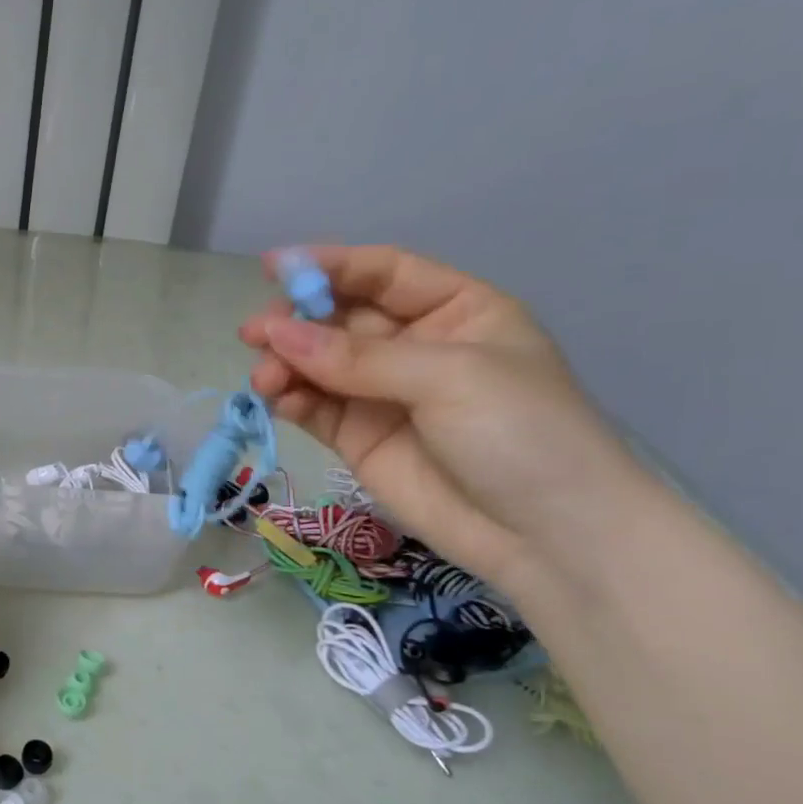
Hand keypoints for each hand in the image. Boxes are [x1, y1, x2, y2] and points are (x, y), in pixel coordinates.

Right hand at [240, 245, 644, 593]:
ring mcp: (381, 394)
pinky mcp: (357, 438)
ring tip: (264, 378)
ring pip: (318, 364)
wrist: (547, 538)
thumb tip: (276, 335)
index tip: (275, 268)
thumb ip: (359, 358)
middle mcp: (414, 346)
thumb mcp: (449, 377)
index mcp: (455, 312)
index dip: (330, 266)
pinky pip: (314, 407)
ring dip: (285, 364)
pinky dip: (290, 399)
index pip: (384, 274)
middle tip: (255, 333)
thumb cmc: (520, 432)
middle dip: (297, 322)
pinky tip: (276, 399)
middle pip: (341, 319)